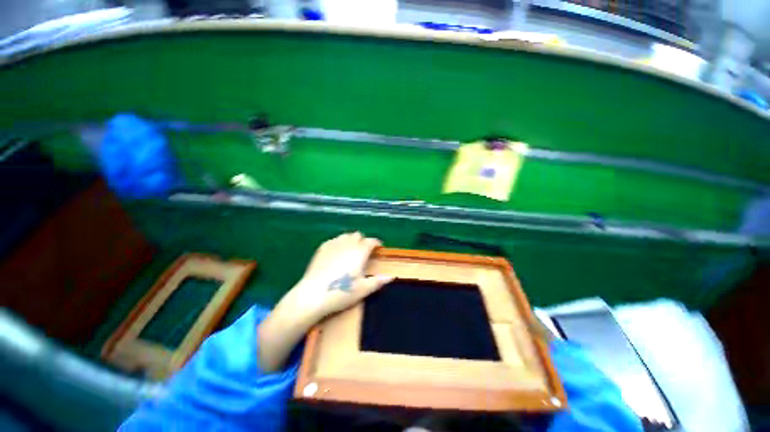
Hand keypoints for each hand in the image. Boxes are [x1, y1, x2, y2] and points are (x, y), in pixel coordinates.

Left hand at [258, 232, 391, 371]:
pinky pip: (334, 240)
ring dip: (351, 240)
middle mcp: (347, 244)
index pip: (371, 241)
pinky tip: (337, 252)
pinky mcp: (322, 248)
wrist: (313, 295)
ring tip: (351, 250)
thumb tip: (392, 277)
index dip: (376, 243)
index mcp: (360, 251)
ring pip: (345, 235)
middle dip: (363, 240)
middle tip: (365, 251)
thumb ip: (378, 281)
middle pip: (358, 235)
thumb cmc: (341, 292)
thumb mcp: (363, 289)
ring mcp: (333, 244)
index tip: (379, 248)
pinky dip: (339, 243)